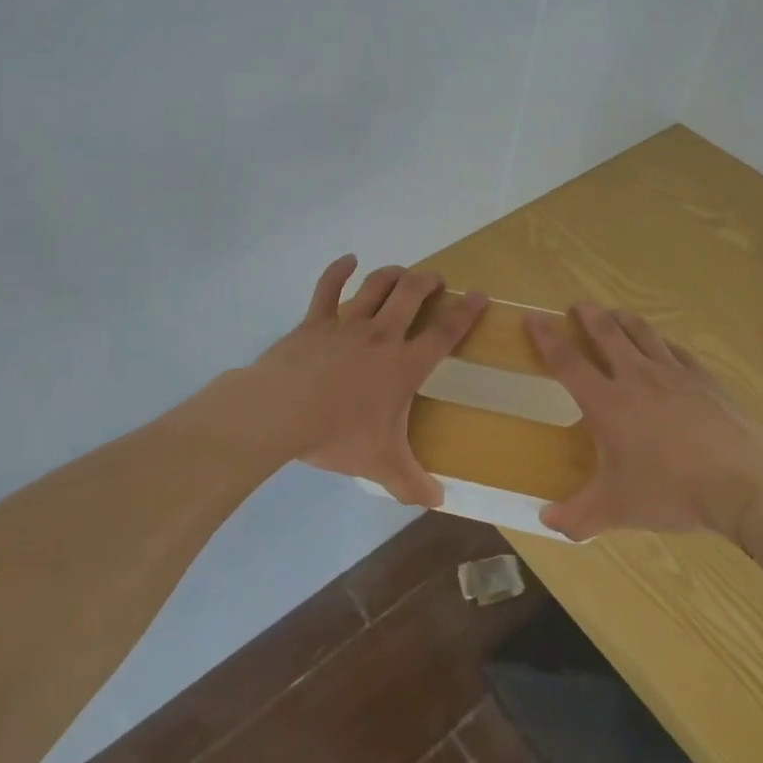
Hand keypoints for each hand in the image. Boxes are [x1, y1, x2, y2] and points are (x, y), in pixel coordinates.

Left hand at [241, 255, 486, 505]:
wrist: (283, 412)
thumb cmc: (337, 435)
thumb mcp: (380, 465)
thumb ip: (412, 483)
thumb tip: (439, 503)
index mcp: (403, 365)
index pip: (444, 333)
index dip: (465, 313)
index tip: (479, 295)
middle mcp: (380, 336)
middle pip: (411, 295)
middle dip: (428, 282)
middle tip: (437, 279)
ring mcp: (346, 324)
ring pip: (377, 286)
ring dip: (393, 274)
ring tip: (403, 273)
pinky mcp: (315, 321)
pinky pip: (328, 288)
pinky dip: (339, 270)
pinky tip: (349, 259)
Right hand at [526, 304, 762, 542]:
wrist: (742, 481)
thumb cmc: (670, 490)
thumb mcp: (617, 509)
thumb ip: (578, 517)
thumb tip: (545, 522)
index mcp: (607, 403)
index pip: (567, 362)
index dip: (547, 338)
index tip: (532, 316)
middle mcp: (636, 378)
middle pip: (607, 334)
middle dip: (589, 316)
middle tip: (578, 304)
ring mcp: (674, 374)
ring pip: (643, 334)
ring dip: (624, 320)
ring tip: (615, 313)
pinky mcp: (705, 380)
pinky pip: (679, 351)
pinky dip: (665, 342)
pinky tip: (666, 344)